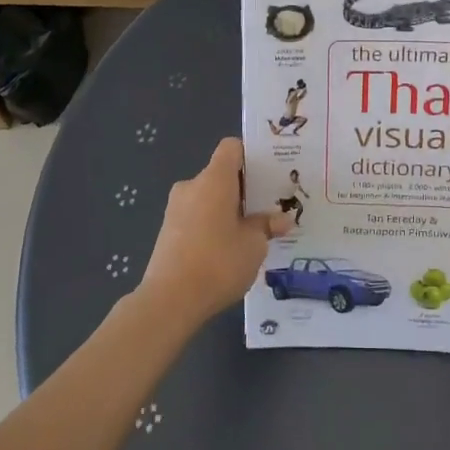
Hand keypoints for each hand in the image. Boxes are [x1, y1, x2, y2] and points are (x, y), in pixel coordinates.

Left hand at [139, 138, 292, 321]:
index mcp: (214, 180)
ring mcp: (175, 209)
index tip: (269, 174)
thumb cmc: (218, 262)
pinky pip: (196, 217)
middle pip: (221, 174)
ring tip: (250, 232)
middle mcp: (191, 186)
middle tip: (268, 207)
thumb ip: (267, 226)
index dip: (250, 156)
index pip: (231, 148)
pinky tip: (227, 250)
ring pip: (208, 198)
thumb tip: (282, 219)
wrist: (169, 301)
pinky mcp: (167, 232)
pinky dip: (212, 225)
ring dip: (228, 209)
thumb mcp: (254, 245)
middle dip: (244, 189)